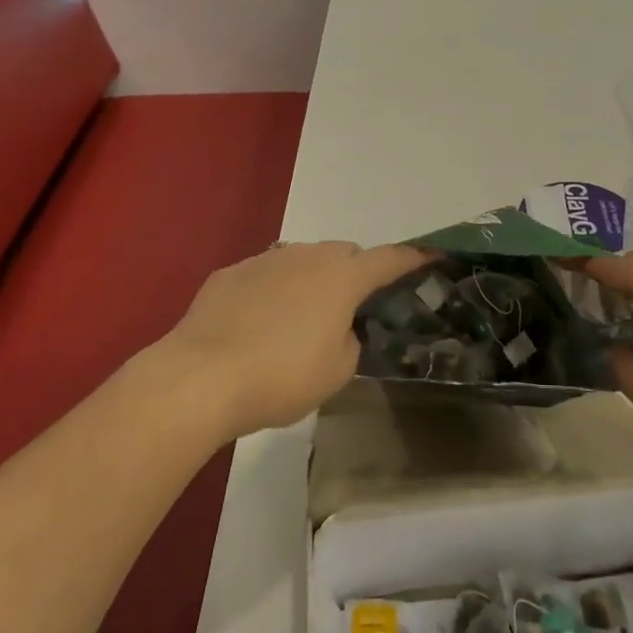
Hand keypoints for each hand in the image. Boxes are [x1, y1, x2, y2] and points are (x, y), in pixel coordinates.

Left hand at [160, 241, 434, 440]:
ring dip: (312, 280)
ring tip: (302, 319)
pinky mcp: (229, 274)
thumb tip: (339, 329)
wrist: (200, 378)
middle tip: (353, 308)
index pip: (389, 259)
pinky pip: (264, 274)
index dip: (413, 259)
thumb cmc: (282, 375)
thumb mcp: (337, 370)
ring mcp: (264, 260)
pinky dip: (273, 291)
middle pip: (344, 254)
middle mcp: (305, 256)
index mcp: (342, 277)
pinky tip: (258, 324)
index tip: (432, 256)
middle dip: (355, 273)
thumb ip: (350, 340)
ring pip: (302, 260)